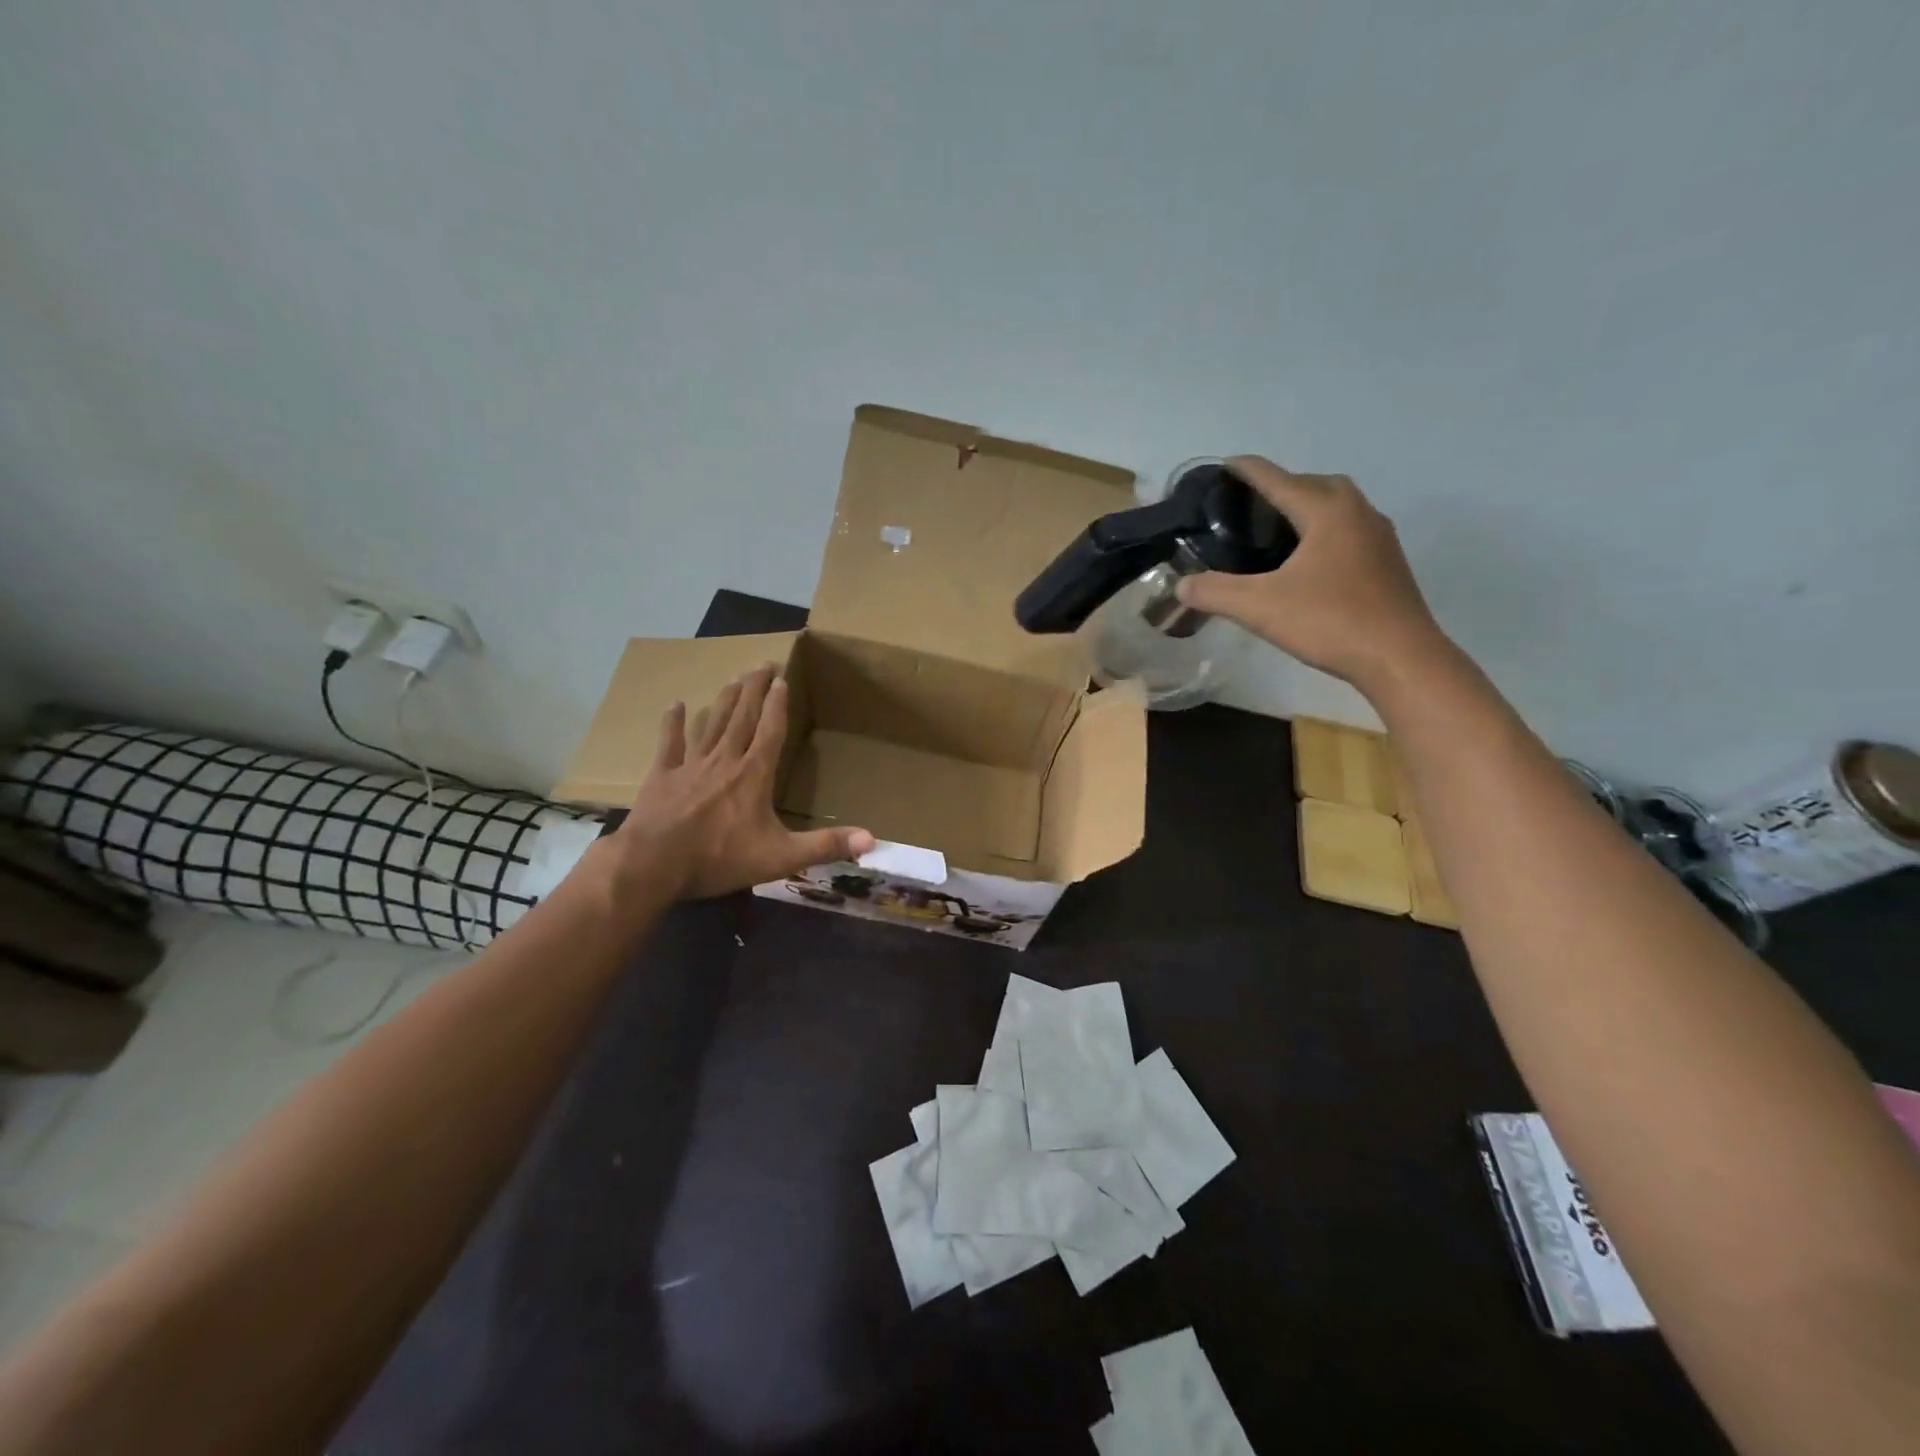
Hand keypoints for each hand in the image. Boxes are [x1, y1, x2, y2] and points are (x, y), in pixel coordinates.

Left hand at [609, 665, 874, 899]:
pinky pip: (669, 744)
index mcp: (754, 775)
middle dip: (755, 689)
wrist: (654, 865)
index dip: (778, 705)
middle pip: (743, 717)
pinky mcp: (662, 776)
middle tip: (762, 663)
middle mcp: (725, 760)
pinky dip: (673, 723)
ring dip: (725, 700)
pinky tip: (676, 704)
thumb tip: (871, 840)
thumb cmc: (720, 858)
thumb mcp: (780, 857)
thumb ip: (825, 846)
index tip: (782, 679)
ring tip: (734, 678)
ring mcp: (691, 765)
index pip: (771, 731)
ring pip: (712, 724)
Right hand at [1176, 456, 1445, 690]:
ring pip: (1337, 505)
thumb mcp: (1259, 608)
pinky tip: (1308, 559)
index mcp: (1326, 511)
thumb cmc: (1330, 621)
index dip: (1248, 471)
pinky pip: (1349, 530)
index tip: (1225, 465)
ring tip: (1276, 529)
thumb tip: (1181, 586)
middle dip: (1282, 485)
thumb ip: (1214, 593)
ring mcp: (1378, 537)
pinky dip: (1323, 530)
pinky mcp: (1387, 563)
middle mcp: (1357, 512)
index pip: (1279, 479)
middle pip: (1314, 484)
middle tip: (1250, 505)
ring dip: (1307, 506)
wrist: (1400, 657)